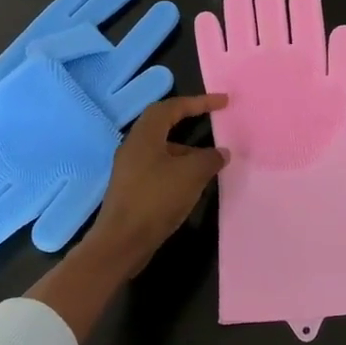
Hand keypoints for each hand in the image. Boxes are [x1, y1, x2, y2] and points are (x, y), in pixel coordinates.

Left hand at [27, 95, 228, 344]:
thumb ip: (210, 158)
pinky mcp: (132, 188)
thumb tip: (221, 152)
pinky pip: (160, 167)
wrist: (122, 242)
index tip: (223, 102)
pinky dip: (179, 168)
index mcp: (145, 134)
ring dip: (186, 149)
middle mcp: (134, 145)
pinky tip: (193, 183)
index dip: (199, 102)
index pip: (173, 107)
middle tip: (213, 120)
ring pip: (163, 148)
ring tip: (210, 159)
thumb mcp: (191, 174)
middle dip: (189, 119)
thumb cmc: (156, 199)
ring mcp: (131, 168)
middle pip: (164, 123)